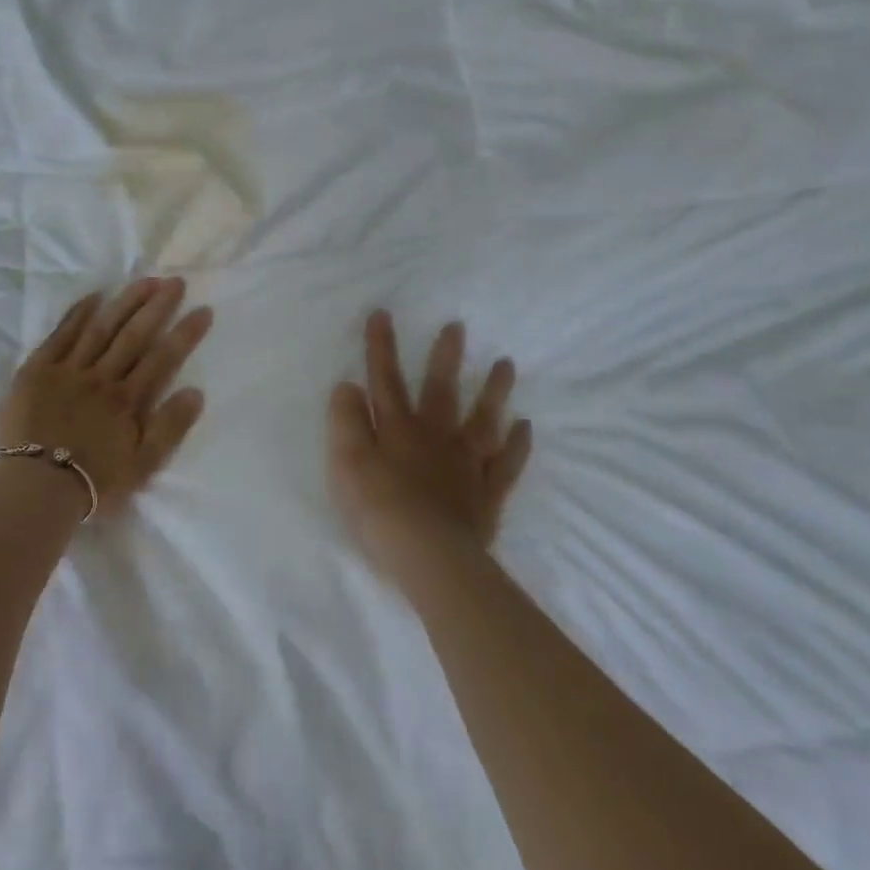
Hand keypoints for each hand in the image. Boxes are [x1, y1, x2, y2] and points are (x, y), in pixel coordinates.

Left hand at [0, 278, 213, 512]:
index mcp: (128, 400)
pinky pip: (61, 335)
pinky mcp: (37, 370)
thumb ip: (170, 429)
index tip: (203, 310)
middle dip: (157, 306)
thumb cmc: (91, 483)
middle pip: (134, 335)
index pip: (163, 359)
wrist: (33, 489)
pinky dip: (77, 314)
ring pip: (101, 328)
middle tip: (175, 281)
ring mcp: (68, 370)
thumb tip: (196, 392)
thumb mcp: (142, 467)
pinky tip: (94, 297)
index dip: (185, 333)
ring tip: (144, 280)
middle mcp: (101, 377)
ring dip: (124, 302)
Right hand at [327, 310, 532, 581]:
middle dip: (445, 357)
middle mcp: (434, 437)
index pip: (385, 380)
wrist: (426, 555)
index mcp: (397, 428)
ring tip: (506, 363)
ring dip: (494, 390)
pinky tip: (525, 426)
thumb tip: (348, 385)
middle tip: (458, 326)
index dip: (381, 347)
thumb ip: (345, 420)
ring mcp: (465, 464)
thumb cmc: (377, 507)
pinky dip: (517, 444)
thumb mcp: (345, 460)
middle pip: (440, 390)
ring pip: (482, 419)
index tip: (383, 313)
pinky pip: (506, 463)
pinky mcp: (486, 493)